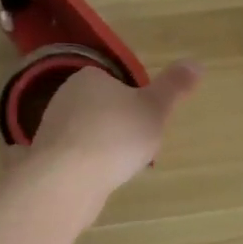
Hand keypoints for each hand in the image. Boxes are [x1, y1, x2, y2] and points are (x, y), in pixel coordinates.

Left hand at [27, 61, 202, 198]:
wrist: (68, 179)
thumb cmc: (116, 136)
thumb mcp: (155, 109)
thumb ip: (174, 87)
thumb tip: (196, 63)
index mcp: (88, 77)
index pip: (116, 84)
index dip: (135, 104)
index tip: (147, 124)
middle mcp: (64, 97)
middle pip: (102, 111)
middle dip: (119, 129)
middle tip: (136, 149)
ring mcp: (51, 129)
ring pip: (87, 136)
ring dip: (102, 150)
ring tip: (118, 169)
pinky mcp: (45, 159)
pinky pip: (73, 158)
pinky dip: (86, 167)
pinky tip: (96, 180)